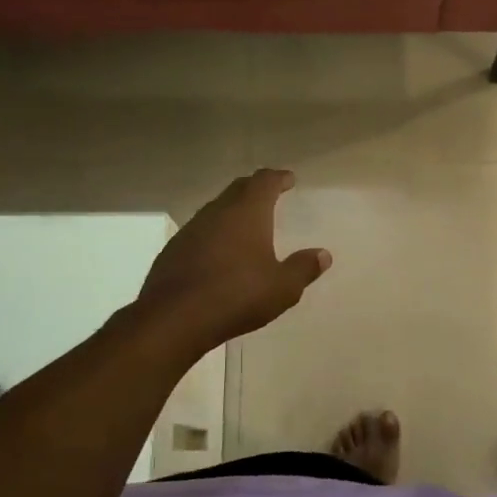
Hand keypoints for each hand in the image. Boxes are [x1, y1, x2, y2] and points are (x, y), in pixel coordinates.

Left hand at [134, 170, 330, 352]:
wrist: (174, 318)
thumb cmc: (236, 296)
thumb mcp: (282, 288)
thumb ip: (303, 268)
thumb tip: (323, 255)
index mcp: (247, 213)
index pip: (264, 182)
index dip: (278, 178)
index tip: (288, 179)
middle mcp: (217, 212)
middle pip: (238, 189)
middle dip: (255, 189)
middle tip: (270, 194)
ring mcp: (191, 230)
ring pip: (216, 209)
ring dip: (233, 210)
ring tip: (246, 223)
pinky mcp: (173, 250)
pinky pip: (200, 231)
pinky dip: (215, 233)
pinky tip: (219, 252)